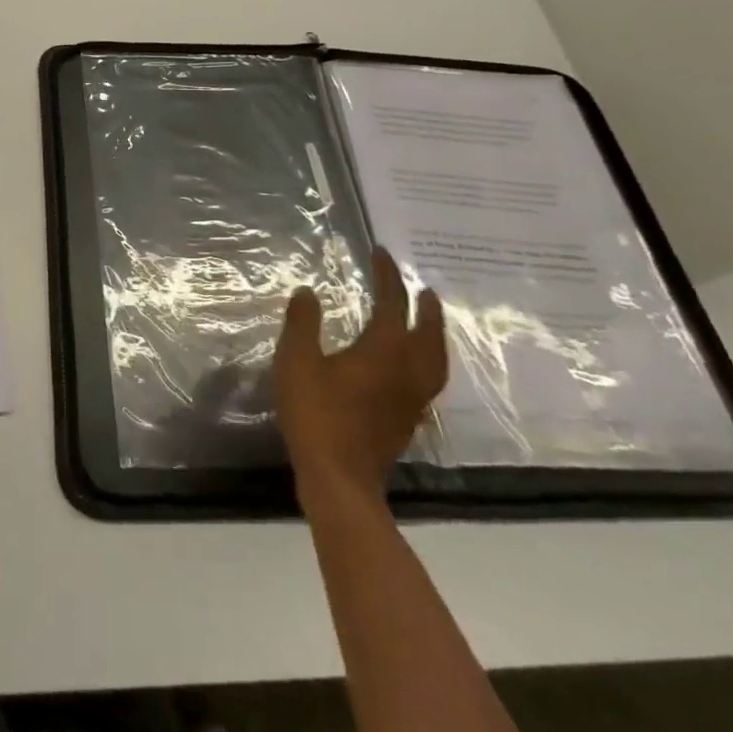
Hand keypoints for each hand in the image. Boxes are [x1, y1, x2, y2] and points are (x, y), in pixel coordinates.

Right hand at [273, 247, 447, 509]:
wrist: (339, 478)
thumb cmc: (316, 414)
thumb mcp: (297, 361)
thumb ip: (303, 323)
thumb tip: (308, 292)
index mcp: (384, 350)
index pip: (392, 303)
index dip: (388, 276)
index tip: (382, 253)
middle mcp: (408, 371)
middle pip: (428, 332)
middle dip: (425, 307)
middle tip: (423, 289)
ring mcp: (413, 398)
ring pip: (435, 359)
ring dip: (433, 335)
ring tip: (427, 324)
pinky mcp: (409, 420)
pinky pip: (429, 380)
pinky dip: (427, 362)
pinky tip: (412, 368)